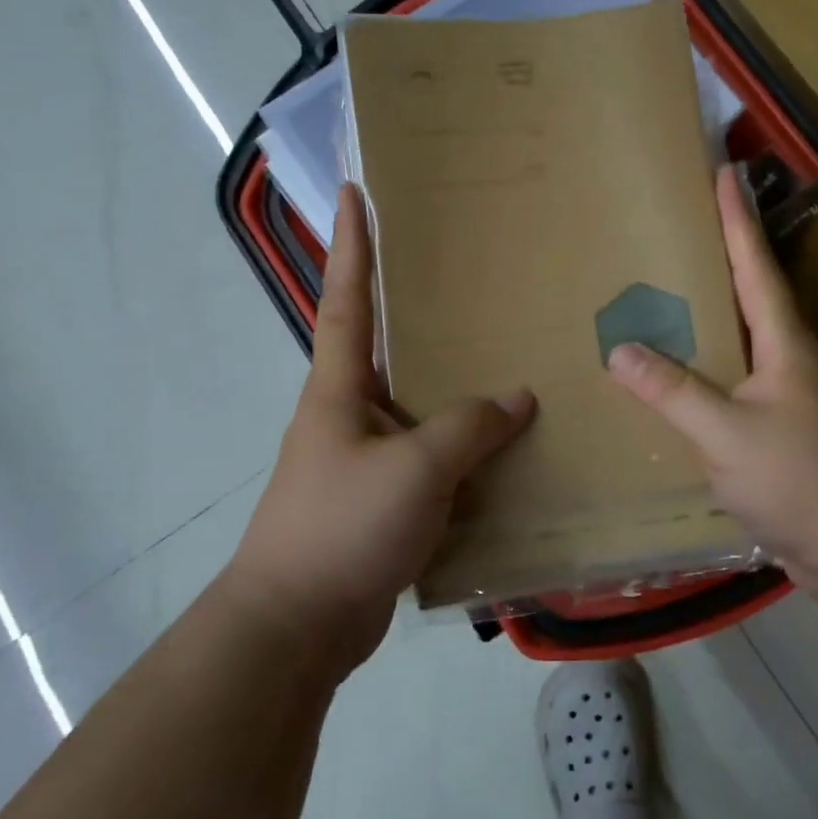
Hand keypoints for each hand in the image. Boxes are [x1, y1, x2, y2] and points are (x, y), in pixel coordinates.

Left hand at [226, 184, 534, 672]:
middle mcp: (351, 415)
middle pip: (392, 350)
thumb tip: (519, 397)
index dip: (352, 244)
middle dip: (424, 314)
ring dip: (458, 392)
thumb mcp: (414, 468)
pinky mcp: (386, 504)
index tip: (357, 193)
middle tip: (474, 281)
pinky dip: (468, 454)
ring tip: (511, 361)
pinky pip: (436, 463)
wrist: (298, 625)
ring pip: (422, 411)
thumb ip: (469, 428)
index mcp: (339, 390)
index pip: (347, 299)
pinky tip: (509, 452)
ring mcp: (368, 462)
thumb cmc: (343, 527)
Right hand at [606, 165, 817, 593]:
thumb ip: (673, 391)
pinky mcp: (780, 433)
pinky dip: (705, 373)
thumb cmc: (800, 480)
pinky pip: (734, 387)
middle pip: (749, 297)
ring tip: (664, 299)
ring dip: (709, 319)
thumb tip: (619, 349)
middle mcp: (789, 361)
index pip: (754, 266)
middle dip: (719, 259)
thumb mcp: (727, 433)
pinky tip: (676, 382)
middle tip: (676, 232)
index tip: (723, 172)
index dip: (736, 219)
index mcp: (784, 345)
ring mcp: (788, 398)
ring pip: (740, 344)